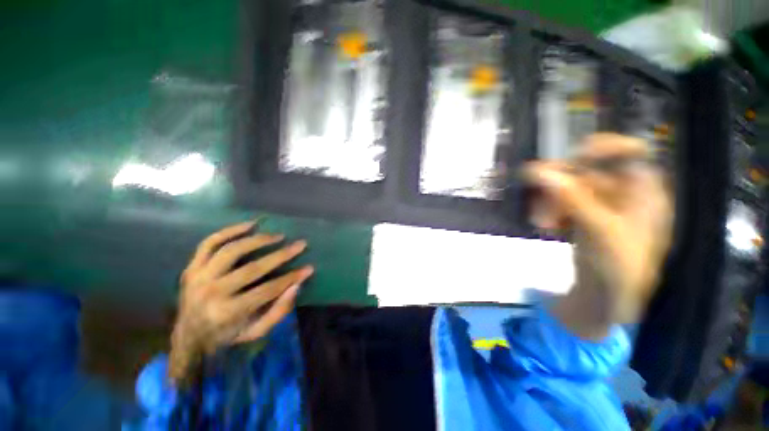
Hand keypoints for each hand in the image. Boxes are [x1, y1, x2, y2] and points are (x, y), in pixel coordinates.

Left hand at [169, 221, 313, 384]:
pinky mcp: (192, 267)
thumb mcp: (256, 331)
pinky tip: (250, 225)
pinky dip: (230, 231)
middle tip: (301, 244)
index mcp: (228, 313)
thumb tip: (296, 285)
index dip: (291, 278)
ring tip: (278, 236)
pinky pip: (209, 243)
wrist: (188, 337)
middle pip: (253, 268)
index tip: (309, 268)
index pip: (268, 290)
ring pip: (231, 250)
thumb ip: (279, 311)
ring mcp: (199, 277)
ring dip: (258, 240)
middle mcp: (212, 293)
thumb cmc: (228, 334)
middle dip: (282, 255)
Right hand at [524, 134, 672, 337]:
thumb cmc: (618, 266)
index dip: (604, 147)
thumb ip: (572, 199)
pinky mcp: (582, 216)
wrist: (606, 297)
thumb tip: (539, 172)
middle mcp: (623, 192)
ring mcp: (600, 204)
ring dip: (550, 201)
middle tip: (538, 196)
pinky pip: (561, 202)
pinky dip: (550, 210)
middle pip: (590, 171)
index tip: (573, 155)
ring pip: (570, 187)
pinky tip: (545, 226)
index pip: (631, 152)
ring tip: (541, 223)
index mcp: (644, 191)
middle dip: (561, 185)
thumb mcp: (600, 230)